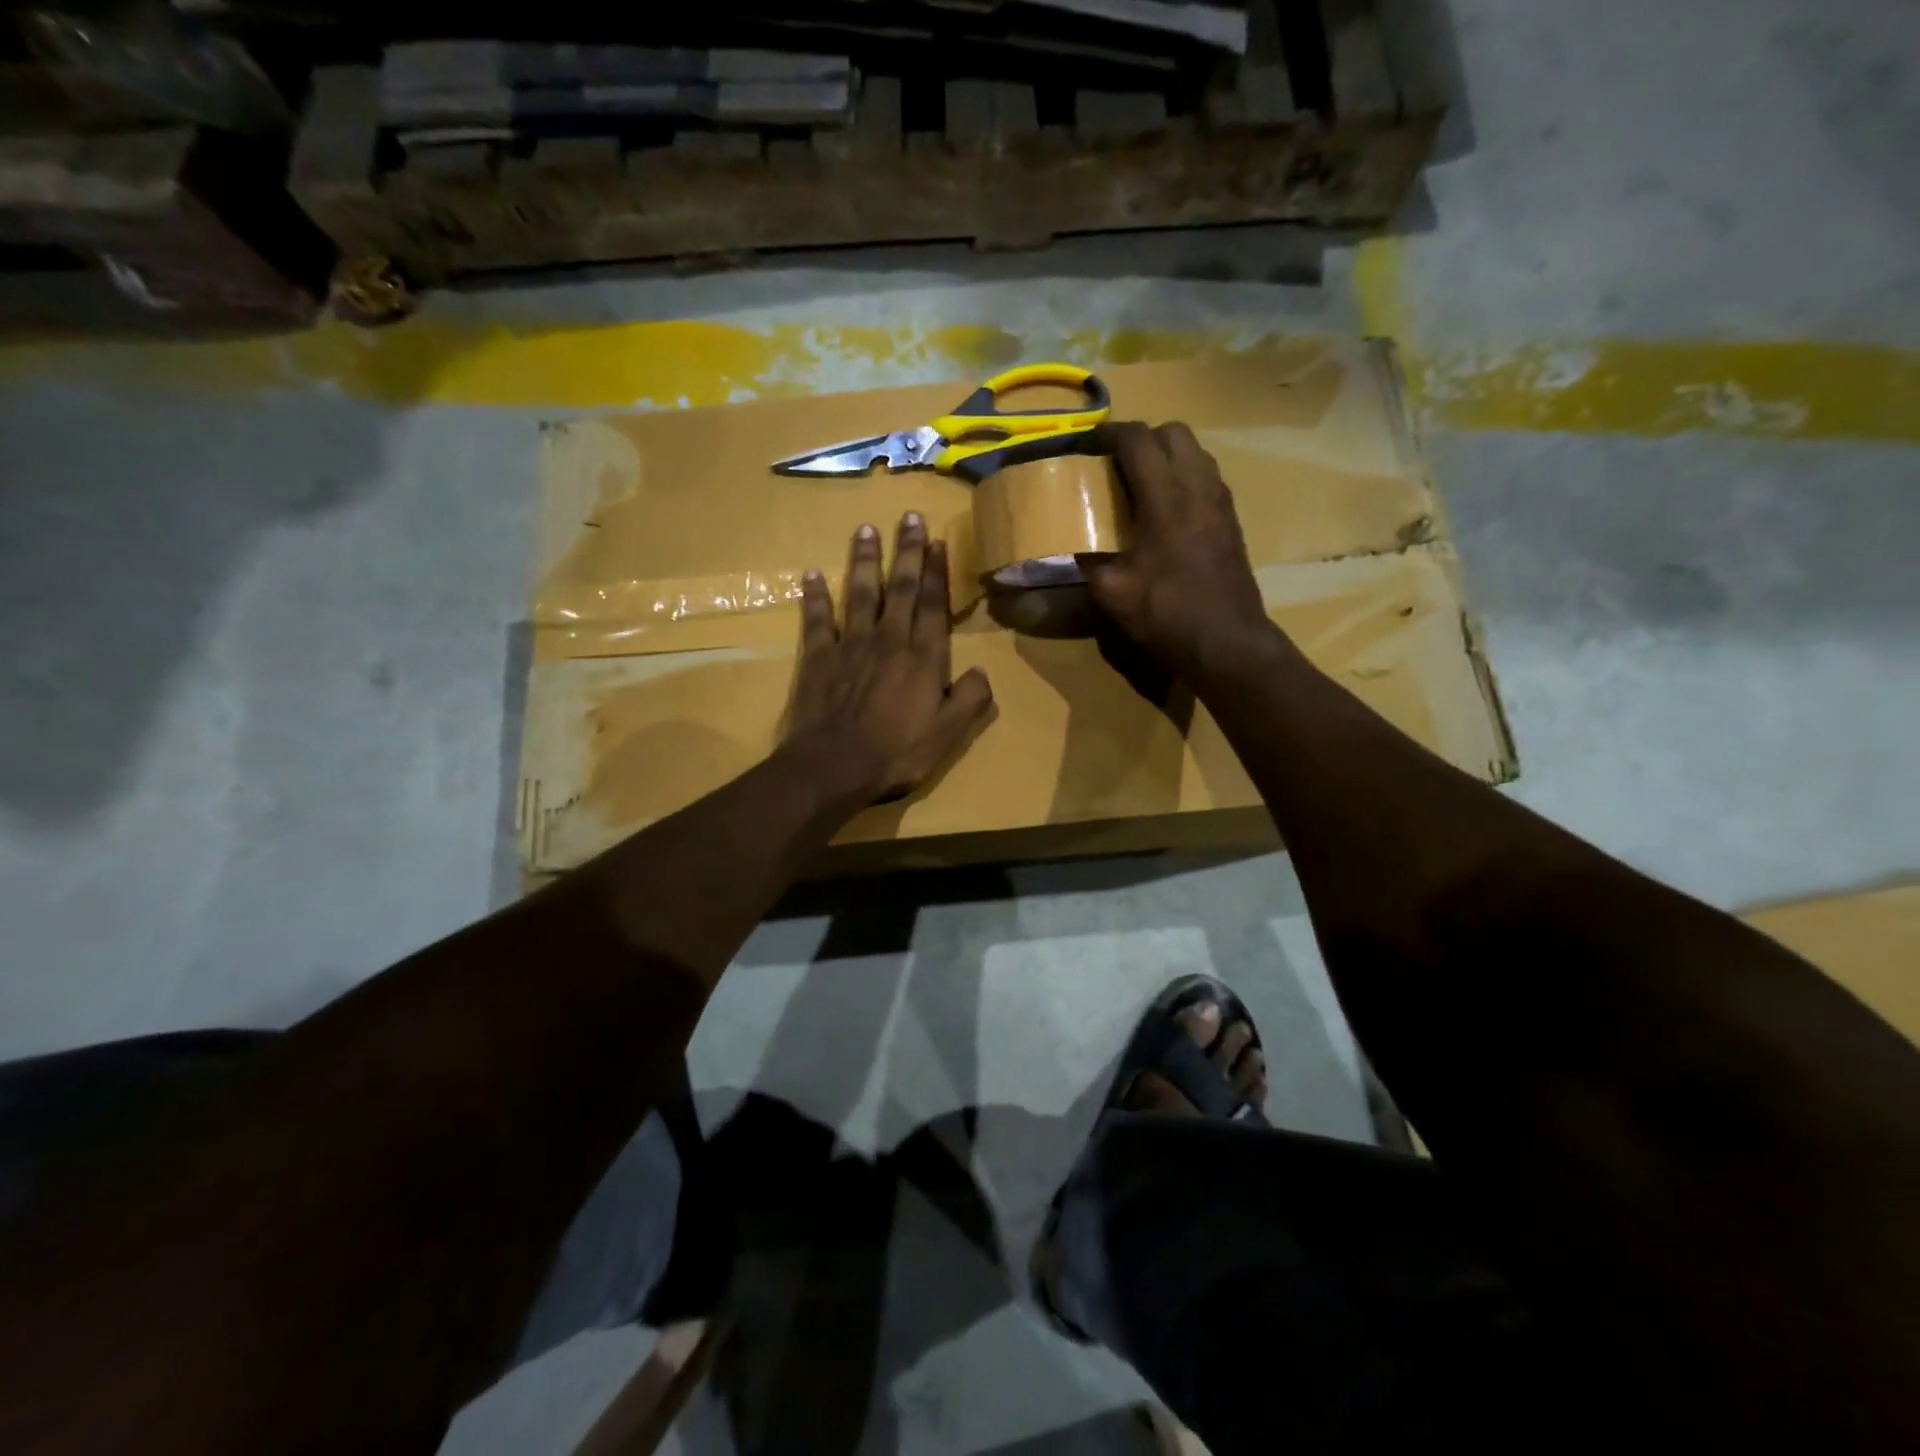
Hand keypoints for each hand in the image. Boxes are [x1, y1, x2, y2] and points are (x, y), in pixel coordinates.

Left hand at [787, 514, 994, 802]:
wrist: (832, 767)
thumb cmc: (895, 754)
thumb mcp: (947, 736)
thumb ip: (971, 700)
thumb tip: (982, 671)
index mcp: (923, 657)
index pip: (933, 604)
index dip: (937, 571)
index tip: (937, 540)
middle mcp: (889, 639)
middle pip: (901, 587)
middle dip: (907, 550)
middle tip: (909, 516)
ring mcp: (850, 644)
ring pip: (860, 592)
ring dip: (865, 560)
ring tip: (866, 529)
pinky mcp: (818, 656)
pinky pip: (817, 618)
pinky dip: (815, 595)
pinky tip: (812, 574)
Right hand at [1078, 422, 1277, 678]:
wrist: (1226, 642)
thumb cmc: (1166, 614)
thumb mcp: (1112, 592)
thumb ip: (1086, 561)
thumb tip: (1063, 546)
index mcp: (1165, 498)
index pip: (1138, 440)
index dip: (1109, 434)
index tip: (1086, 444)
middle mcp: (1198, 487)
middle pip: (1173, 433)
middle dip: (1141, 438)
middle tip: (1114, 463)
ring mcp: (1221, 502)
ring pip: (1196, 452)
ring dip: (1166, 455)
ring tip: (1140, 483)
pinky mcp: (1232, 520)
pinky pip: (1207, 477)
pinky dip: (1184, 477)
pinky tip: (1166, 510)